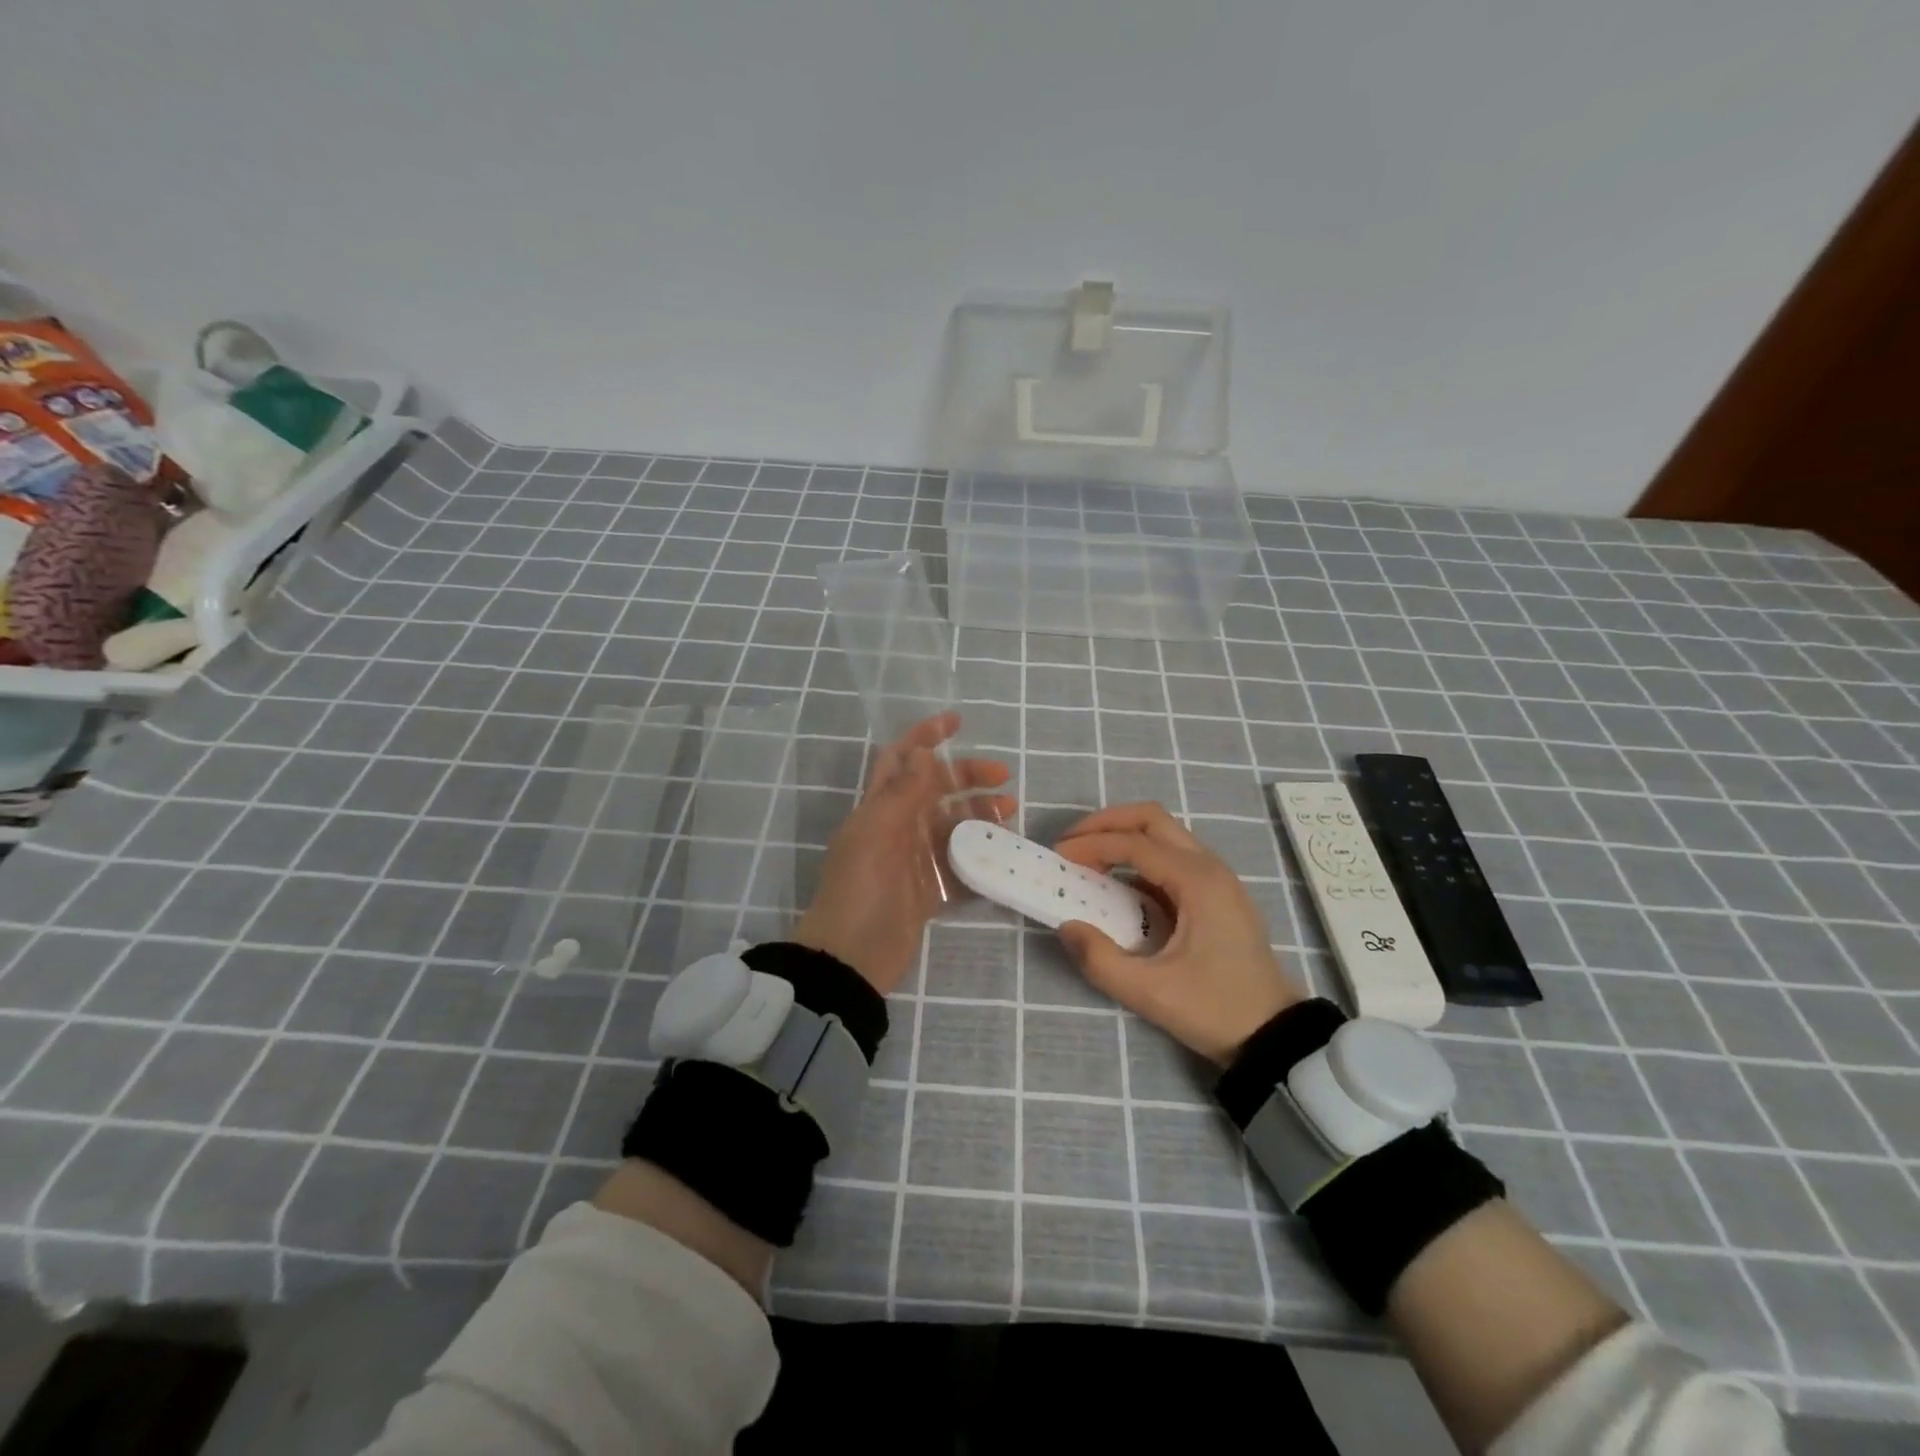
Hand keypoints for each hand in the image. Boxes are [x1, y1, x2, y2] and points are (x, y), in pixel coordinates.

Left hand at [793, 712, 1014, 994]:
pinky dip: (979, 860)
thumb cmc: (861, 889)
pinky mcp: (926, 893)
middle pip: (935, 791)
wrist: (851, 959)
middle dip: (967, 778)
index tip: (957, 721)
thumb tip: (923, 751)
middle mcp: (896, 829)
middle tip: (1003, 779)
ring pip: (951, 828)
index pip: (902, 760)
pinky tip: (1002, 855)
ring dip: (979, 817)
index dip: (926, 736)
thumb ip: (903, 792)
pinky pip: (958, 869)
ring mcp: (912, 862)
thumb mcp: (878, 834)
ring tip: (1009, 815)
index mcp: (878, 808)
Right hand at [1054, 802, 1304, 1063]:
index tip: (1058, 857)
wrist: (1275, 1035)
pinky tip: (1117, 883)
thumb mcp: (1151, 992)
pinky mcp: (1216, 893)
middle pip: (1151, 819)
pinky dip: (1139, 857)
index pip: (1134, 843)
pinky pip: (1172, 856)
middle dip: (1106, 824)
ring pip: (1163, 833)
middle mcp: (1209, 867)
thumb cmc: (1216, 1009)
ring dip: (1123, 836)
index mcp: (1197, 881)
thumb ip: (1101, 959)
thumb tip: (1066, 925)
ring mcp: (1216, 877)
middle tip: (1071, 844)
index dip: (1091, 845)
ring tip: (1087, 859)